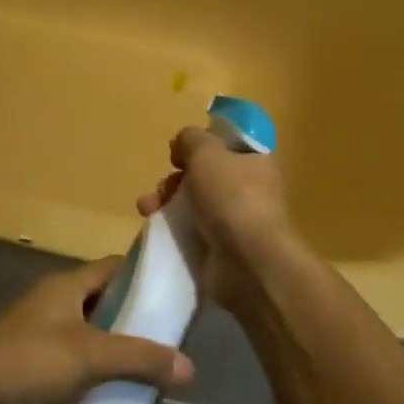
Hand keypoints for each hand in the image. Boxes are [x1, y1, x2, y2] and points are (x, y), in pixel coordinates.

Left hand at [0, 260, 195, 403]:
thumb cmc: (29, 361)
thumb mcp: (90, 357)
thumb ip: (139, 359)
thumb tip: (190, 366)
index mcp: (67, 285)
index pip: (114, 266)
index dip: (144, 275)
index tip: (176, 291)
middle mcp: (54, 300)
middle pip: (103, 299)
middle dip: (135, 316)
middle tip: (171, 336)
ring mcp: (40, 330)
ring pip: (89, 330)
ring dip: (115, 344)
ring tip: (151, 366)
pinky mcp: (31, 361)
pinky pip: (73, 356)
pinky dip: (94, 368)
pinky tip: (113, 390)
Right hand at [138, 126, 294, 309]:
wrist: (248, 264)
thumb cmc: (231, 197)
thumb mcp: (206, 152)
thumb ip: (191, 139)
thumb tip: (182, 145)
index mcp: (256, 161)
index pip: (229, 144)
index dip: (203, 142)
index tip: (181, 150)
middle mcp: (249, 189)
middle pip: (205, 174)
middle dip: (177, 176)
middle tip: (165, 184)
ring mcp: (235, 221)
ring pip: (194, 202)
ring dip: (166, 200)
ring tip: (147, 207)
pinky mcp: (220, 249)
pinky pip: (190, 231)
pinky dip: (170, 227)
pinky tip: (151, 225)